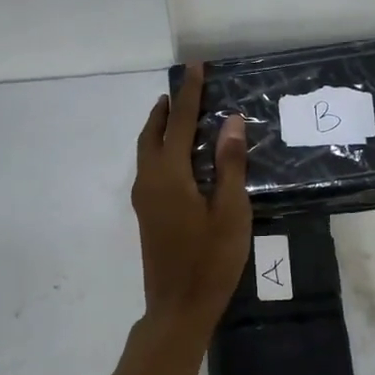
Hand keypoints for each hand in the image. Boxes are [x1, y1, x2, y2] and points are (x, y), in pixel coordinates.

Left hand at [133, 63, 251, 329]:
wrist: (178, 308)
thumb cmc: (210, 261)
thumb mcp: (230, 212)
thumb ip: (229, 165)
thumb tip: (231, 121)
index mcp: (168, 176)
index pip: (179, 123)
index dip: (189, 94)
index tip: (195, 66)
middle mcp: (149, 181)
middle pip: (153, 133)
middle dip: (167, 108)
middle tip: (184, 87)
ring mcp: (144, 199)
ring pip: (146, 150)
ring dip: (159, 127)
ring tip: (175, 112)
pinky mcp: (146, 213)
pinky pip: (148, 166)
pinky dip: (158, 147)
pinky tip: (176, 155)